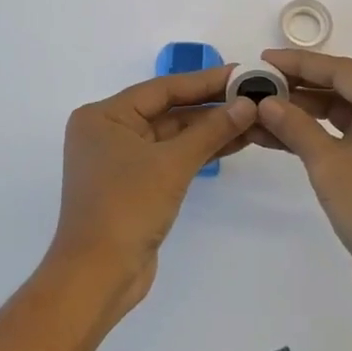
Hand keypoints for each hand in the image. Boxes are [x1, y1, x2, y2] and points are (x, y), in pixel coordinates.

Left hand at [49, 66, 257, 325]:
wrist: (97, 278)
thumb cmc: (126, 208)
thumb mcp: (172, 164)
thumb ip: (211, 130)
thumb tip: (248, 103)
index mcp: (104, 115)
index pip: (163, 88)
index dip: (205, 80)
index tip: (241, 72)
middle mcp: (109, 130)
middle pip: (168, 110)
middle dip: (211, 106)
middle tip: (253, 94)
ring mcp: (121, 159)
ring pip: (173, 134)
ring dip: (210, 129)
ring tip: (253, 117)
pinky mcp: (135, 184)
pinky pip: (171, 156)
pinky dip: (199, 150)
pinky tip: (234, 142)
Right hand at [254, 50, 351, 314]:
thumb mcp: (331, 165)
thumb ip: (296, 127)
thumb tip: (266, 102)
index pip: (342, 71)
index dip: (300, 63)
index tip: (264, 60)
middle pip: (341, 90)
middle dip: (298, 88)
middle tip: (257, 85)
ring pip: (339, 116)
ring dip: (301, 115)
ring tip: (259, 111)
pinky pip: (342, 140)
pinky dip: (313, 138)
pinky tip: (277, 138)